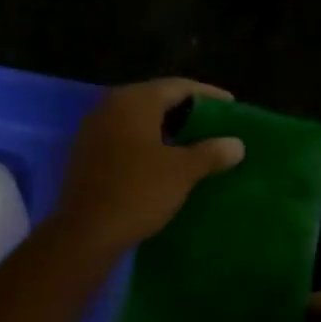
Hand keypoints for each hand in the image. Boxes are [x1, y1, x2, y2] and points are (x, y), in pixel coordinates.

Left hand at [55, 79, 243, 252]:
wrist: (84, 235)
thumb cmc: (137, 192)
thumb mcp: (183, 171)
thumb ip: (212, 152)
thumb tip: (237, 144)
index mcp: (135, 100)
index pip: (179, 86)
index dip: (209, 95)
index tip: (231, 107)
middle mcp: (111, 106)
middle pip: (157, 99)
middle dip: (187, 111)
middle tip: (215, 125)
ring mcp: (94, 129)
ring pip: (140, 119)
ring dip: (167, 128)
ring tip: (195, 143)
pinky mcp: (86, 154)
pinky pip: (125, 137)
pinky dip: (147, 143)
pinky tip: (164, 161)